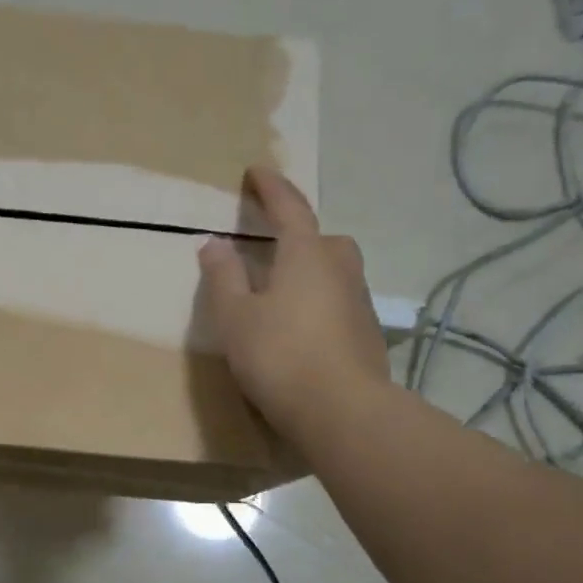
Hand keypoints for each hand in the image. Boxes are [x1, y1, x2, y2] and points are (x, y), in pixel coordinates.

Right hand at [198, 167, 389, 435]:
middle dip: (300, 235)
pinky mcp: (368, 336)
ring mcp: (360, 304)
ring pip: (336, 272)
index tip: (256, 171)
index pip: (289, 209)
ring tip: (283, 294)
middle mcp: (340, 270)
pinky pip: (340, 304)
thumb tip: (214, 242)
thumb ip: (223, 277)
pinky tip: (302, 331)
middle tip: (274, 247)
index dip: (271, 188)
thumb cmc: (279, 355)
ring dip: (312, 272)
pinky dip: (320, 305)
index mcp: (305, 255)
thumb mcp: (235, 317)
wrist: (341, 411)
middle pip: (323, 239)